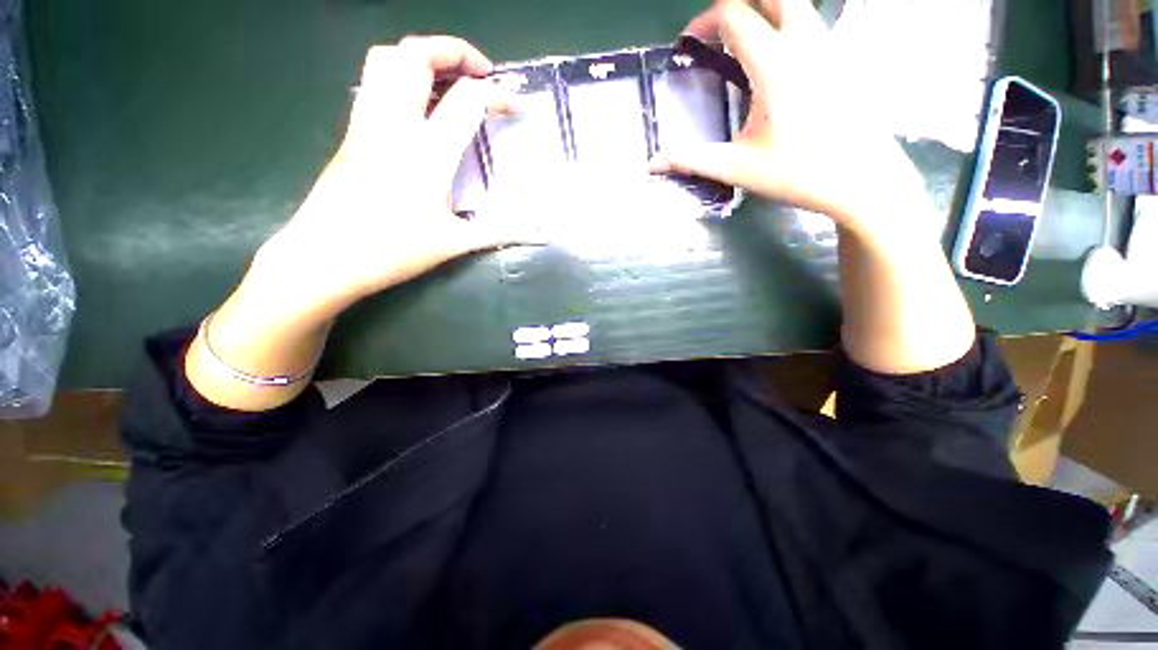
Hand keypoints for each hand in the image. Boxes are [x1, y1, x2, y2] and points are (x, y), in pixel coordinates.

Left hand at [256, 36, 515, 317]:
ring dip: (422, 56)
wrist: (325, 257)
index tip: (516, 107)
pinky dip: (399, 76)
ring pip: (386, 58)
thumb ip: (500, 232)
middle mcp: (395, 125)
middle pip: (417, 55)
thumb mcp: (455, 244)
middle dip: (454, 51)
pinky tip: (417, 106)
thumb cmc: (394, 251)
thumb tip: (539, 235)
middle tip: (480, 74)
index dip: (499, 96)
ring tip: (448, 79)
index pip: (469, 99)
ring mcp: (367, 124)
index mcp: (429, 153)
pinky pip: (373, 82)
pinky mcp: (352, 133)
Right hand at [650, 0, 929, 240]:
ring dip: (764, 10)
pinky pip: (810, 23)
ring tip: (740, 41)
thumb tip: (653, 163)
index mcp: (774, 65)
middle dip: (738, 3)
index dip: (705, 22)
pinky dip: (785, 25)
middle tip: (716, 30)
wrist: (863, 180)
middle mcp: (803, 42)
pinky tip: (774, 58)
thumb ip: (692, 160)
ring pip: (795, 4)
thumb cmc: (798, 173)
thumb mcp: (737, 169)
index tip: (688, 42)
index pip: (735, 16)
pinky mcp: (840, 59)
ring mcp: (827, 46)